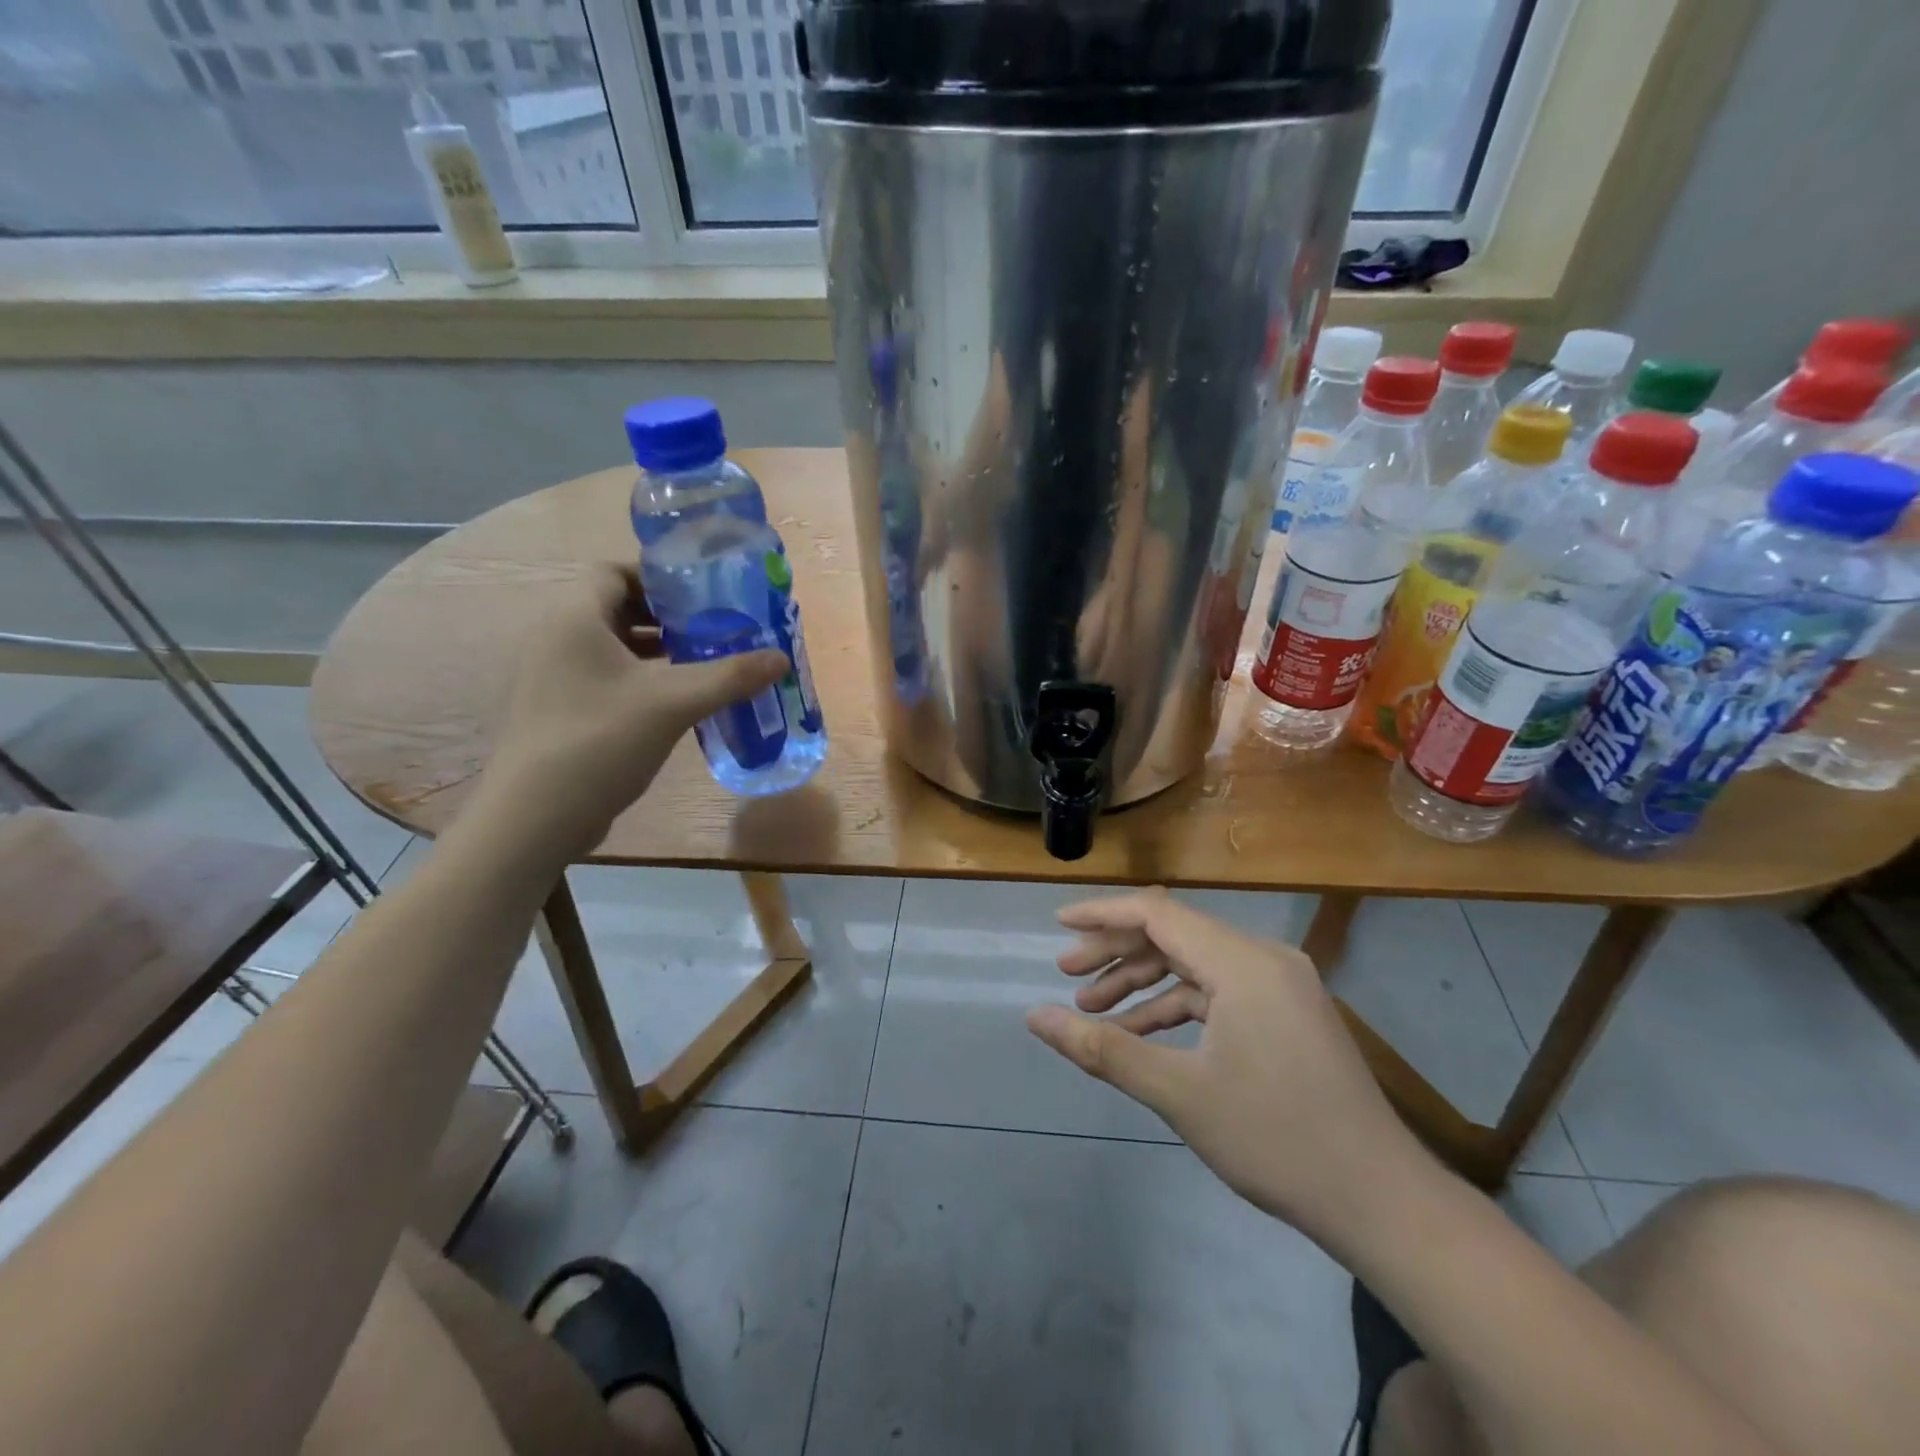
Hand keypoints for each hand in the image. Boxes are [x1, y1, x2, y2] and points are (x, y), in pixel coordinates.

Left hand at [481, 564, 787, 859]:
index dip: (659, 577)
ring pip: (614, 646)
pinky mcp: (561, 709)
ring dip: (658, 650)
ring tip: (705, 663)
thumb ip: (730, 676)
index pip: (614, 571)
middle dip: (667, 616)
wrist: (536, 817)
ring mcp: (555, 677)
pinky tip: (678, 702)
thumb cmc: (601, 741)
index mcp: (575, 619)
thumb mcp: (674, 703)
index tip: (704, 595)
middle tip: (716, 629)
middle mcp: (558, 638)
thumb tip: (781, 658)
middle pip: (617, 607)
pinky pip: (607, 677)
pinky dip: (642, 679)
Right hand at [1025, 889, 1432, 1250]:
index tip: (1057, 927)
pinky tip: (1142, 1034)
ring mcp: (1281, 985)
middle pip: (1175, 935)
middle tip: (1069, 977)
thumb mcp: (1178, 1093)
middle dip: (1117, 954)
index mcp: (1243, 962)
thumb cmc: (1275, 1139)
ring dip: (1144, 983)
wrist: (1381, 1202)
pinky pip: (1219, 992)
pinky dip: (1177, 1006)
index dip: (1102, 916)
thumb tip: (1035, 1017)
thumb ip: (1102, 1047)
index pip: (1158, 914)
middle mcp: (1264, 958)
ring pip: (1195, 965)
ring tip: (1094, 1010)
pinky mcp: (1287, 1013)